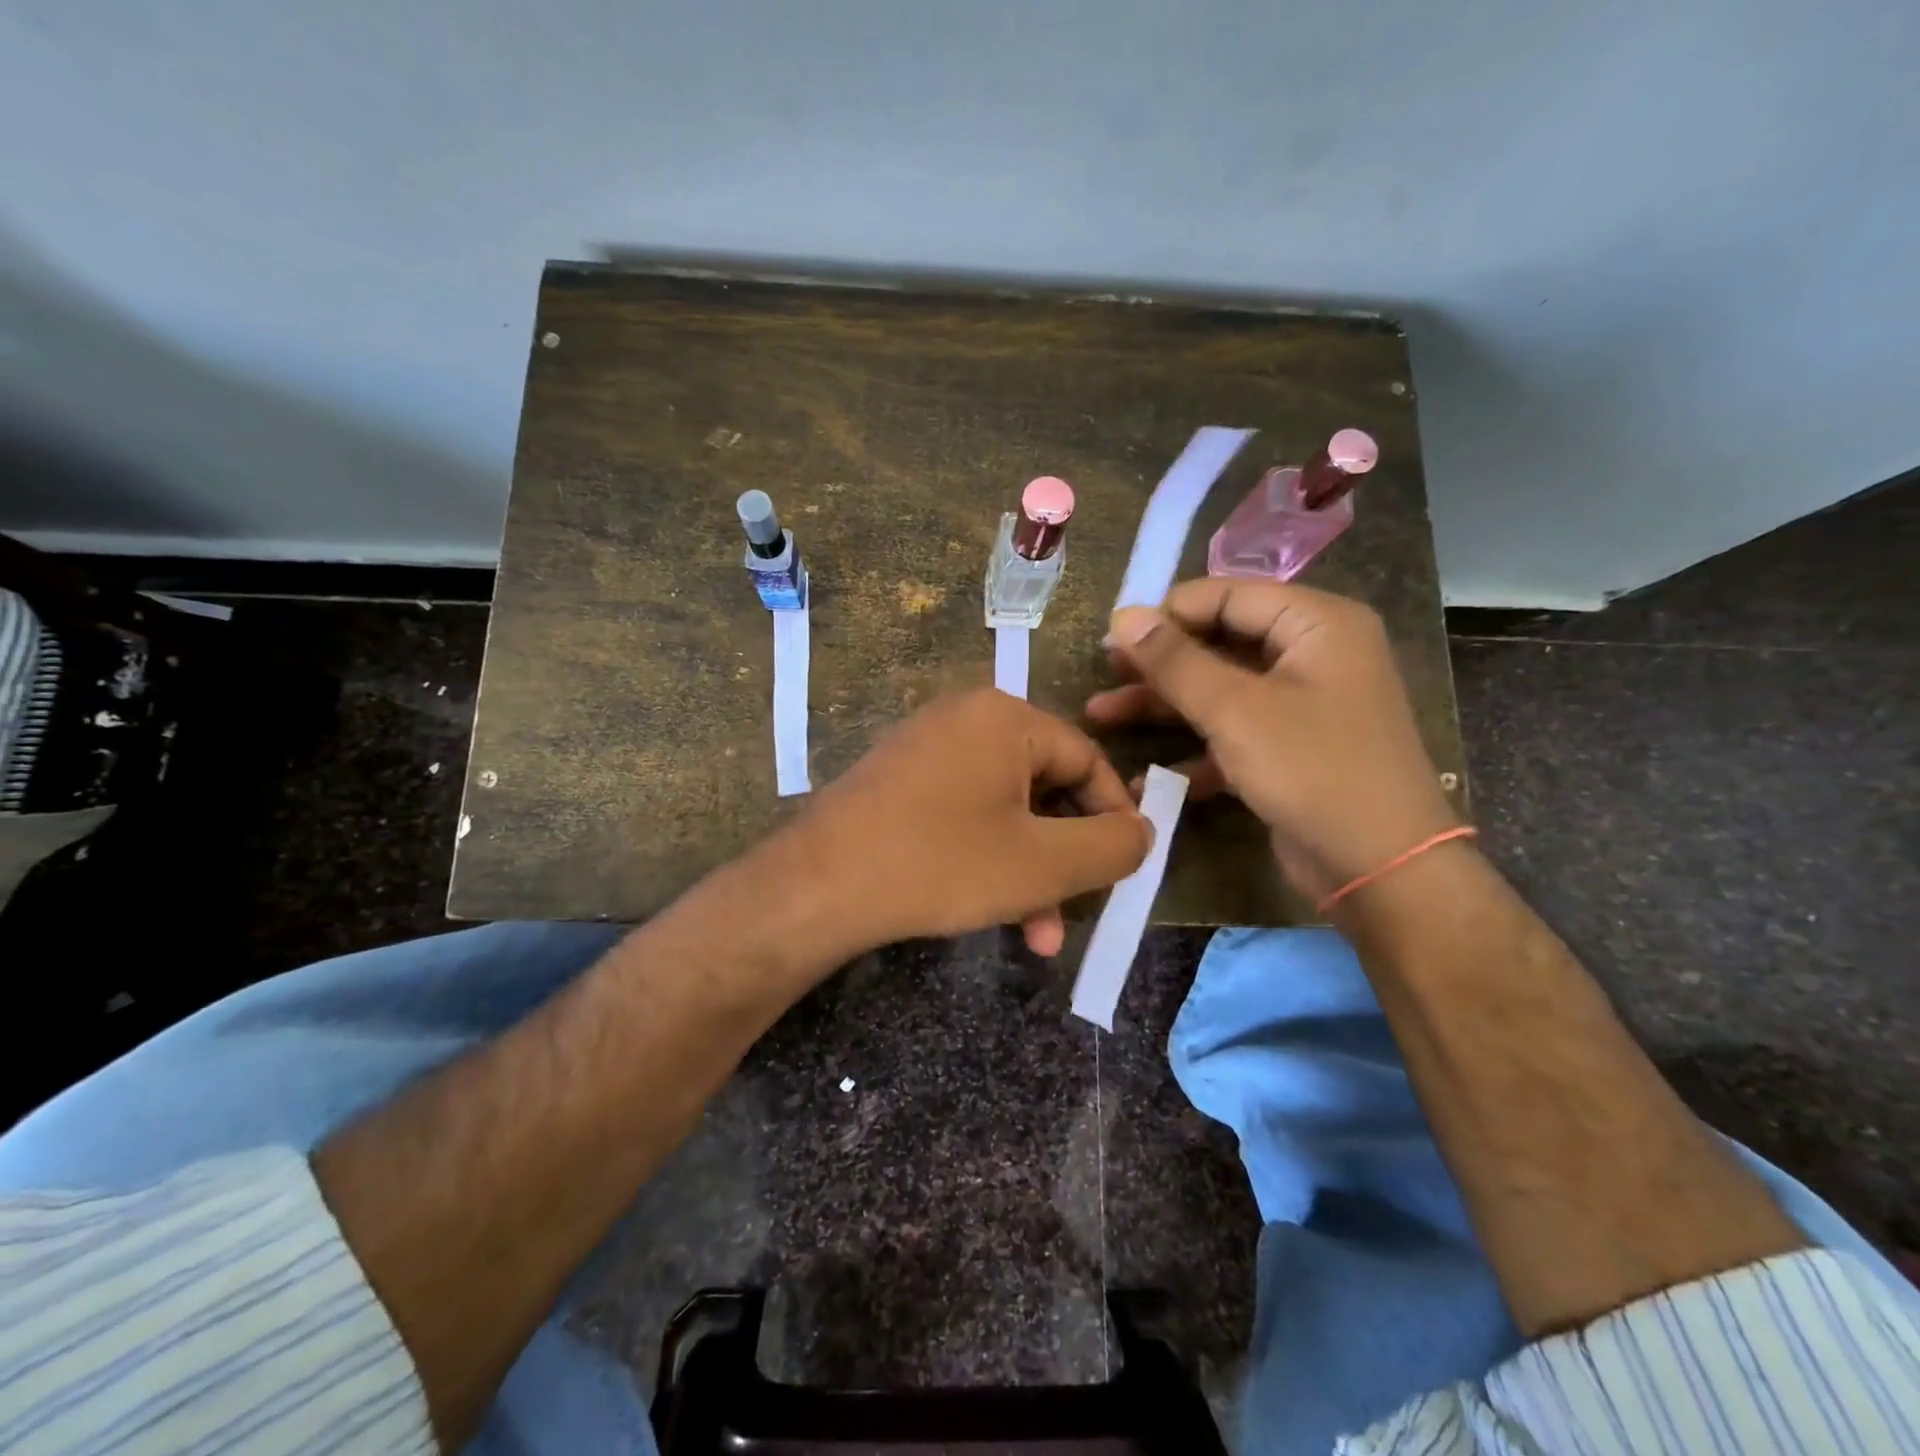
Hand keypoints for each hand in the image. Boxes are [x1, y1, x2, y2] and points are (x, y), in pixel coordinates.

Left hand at [782, 688, 1152, 956]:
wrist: (817, 886)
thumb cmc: (941, 864)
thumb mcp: (1043, 863)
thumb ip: (1112, 846)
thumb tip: (1142, 831)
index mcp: (1005, 717)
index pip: (1087, 760)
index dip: (1114, 818)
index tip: (1124, 869)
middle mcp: (966, 718)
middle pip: (1045, 787)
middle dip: (1064, 858)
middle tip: (1075, 911)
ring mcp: (927, 747)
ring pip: (1004, 809)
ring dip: (1028, 871)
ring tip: (1035, 934)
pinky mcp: (900, 779)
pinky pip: (964, 812)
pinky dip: (986, 857)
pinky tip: (989, 909)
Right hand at [1086, 579, 1457, 902]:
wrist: (1381, 869)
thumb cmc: (1313, 770)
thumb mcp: (1236, 710)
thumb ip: (1176, 661)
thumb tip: (1124, 617)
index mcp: (1316, 623)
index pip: (1227, 595)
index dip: (1167, 612)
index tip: (1113, 637)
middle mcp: (1312, 654)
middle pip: (1219, 642)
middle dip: (1159, 662)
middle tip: (1104, 674)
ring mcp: (1301, 705)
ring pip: (1219, 690)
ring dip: (1163, 705)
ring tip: (1100, 715)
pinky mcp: (1288, 750)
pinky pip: (1232, 733)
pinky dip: (1193, 750)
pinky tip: (1146, 777)